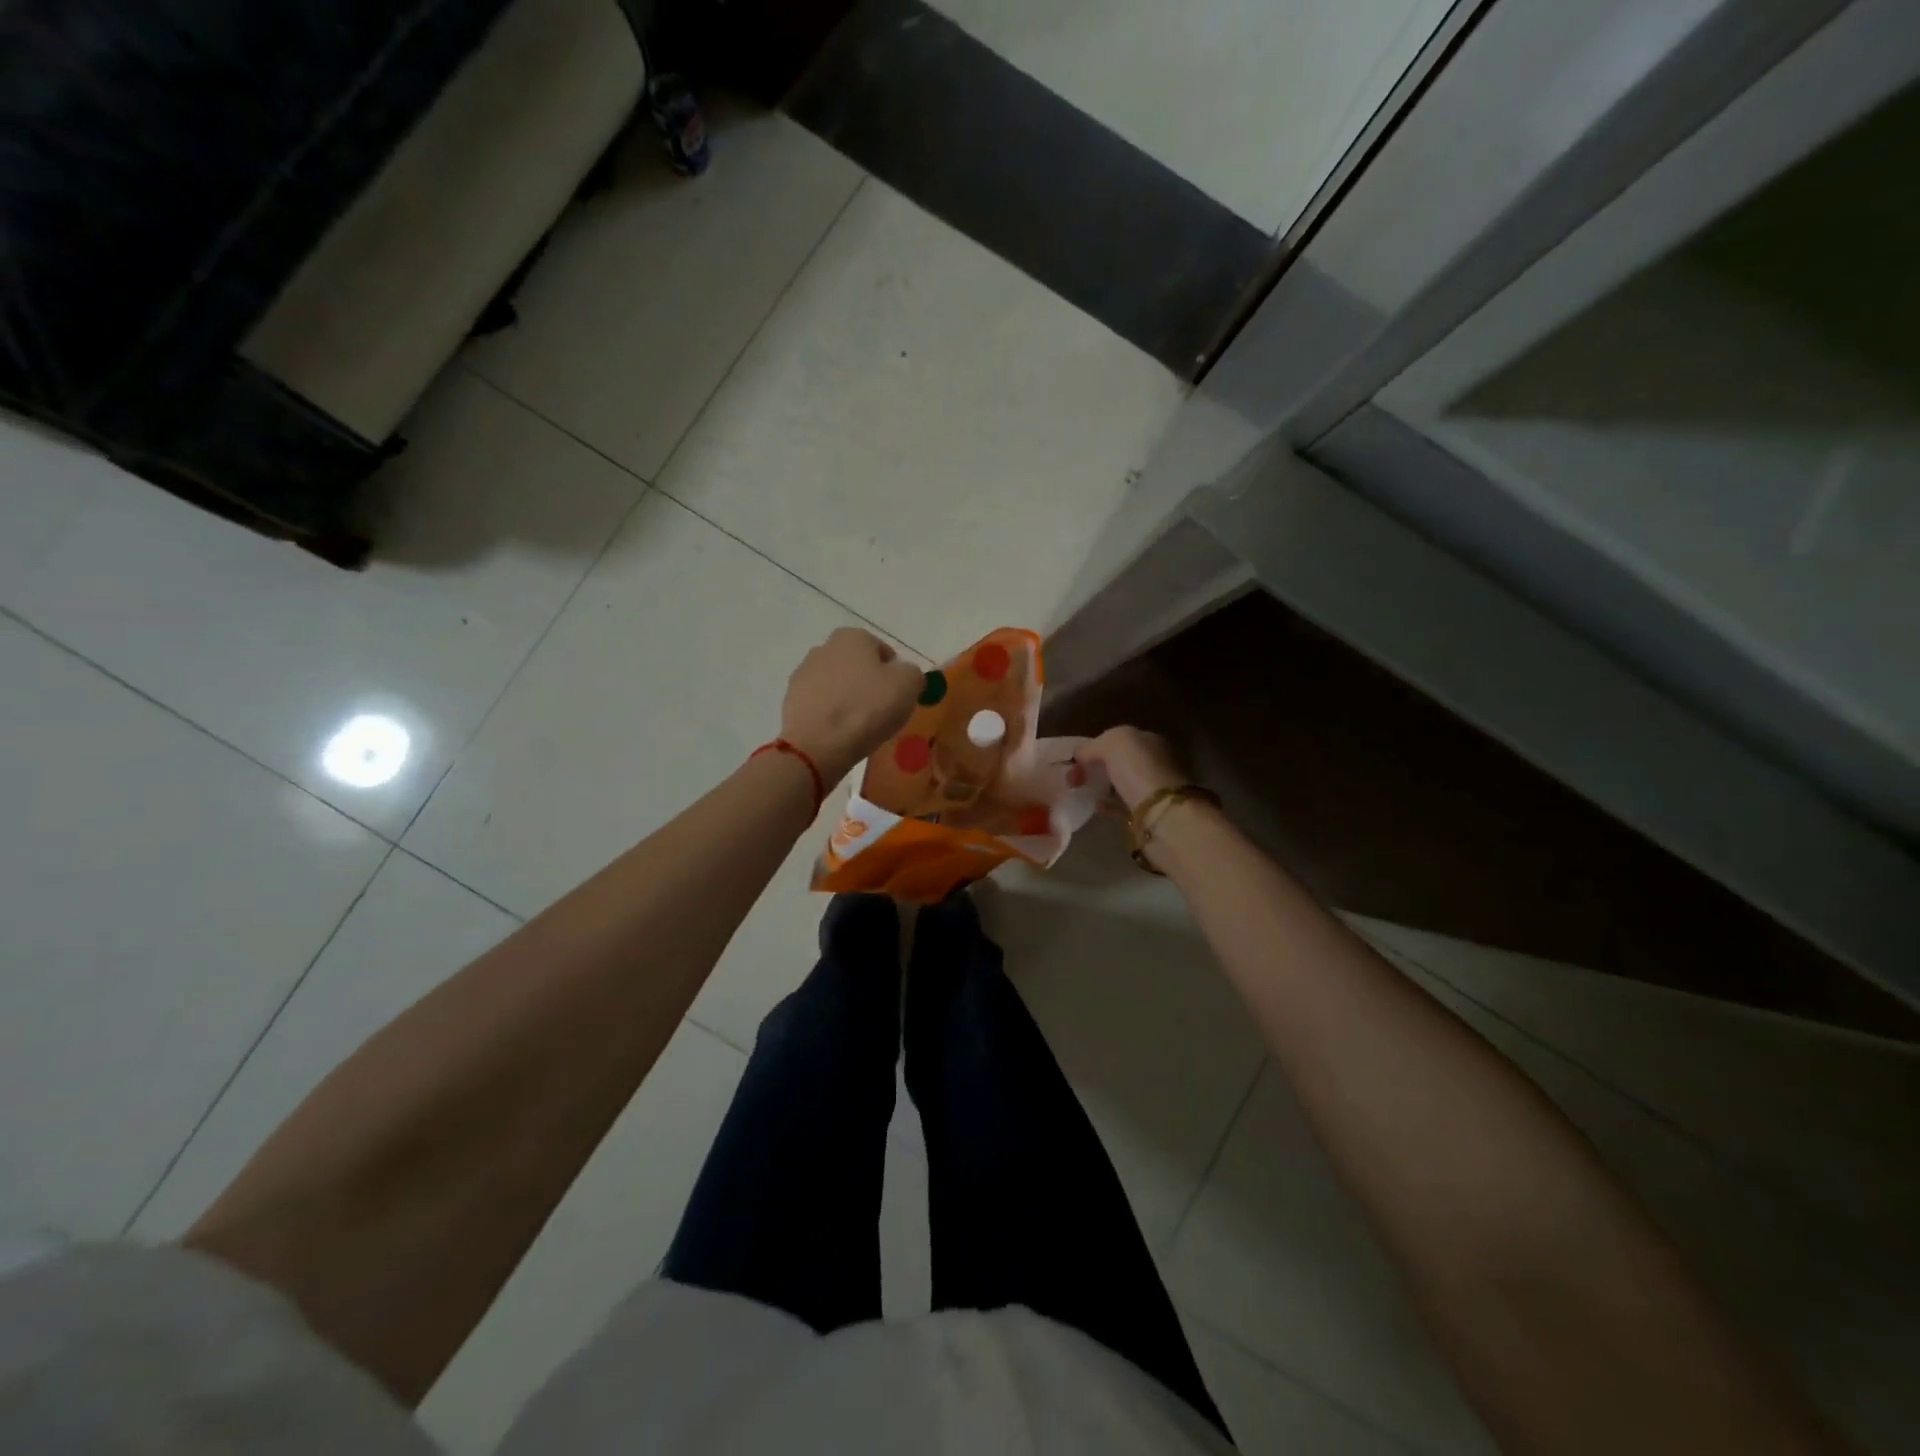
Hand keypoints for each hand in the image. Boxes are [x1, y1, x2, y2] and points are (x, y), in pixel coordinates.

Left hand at [781, 628, 924, 785]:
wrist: (818, 745)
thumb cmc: (867, 708)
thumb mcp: (909, 685)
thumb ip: (912, 673)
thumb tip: (904, 675)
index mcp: (852, 637)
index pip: (883, 651)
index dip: (895, 674)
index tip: (898, 697)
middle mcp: (824, 648)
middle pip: (857, 666)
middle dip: (868, 684)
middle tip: (881, 711)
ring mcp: (803, 674)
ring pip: (837, 685)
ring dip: (848, 699)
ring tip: (860, 726)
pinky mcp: (791, 700)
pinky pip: (821, 704)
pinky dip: (831, 715)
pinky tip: (839, 733)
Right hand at [1075, 726, 1188, 812]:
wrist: (1163, 814)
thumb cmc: (1139, 770)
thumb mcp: (1112, 743)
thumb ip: (1093, 746)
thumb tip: (1079, 755)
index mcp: (1150, 740)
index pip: (1118, 739)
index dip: (1095, 747)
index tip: (1076, 759)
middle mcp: (1154, 762)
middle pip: (1119, 762)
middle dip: (1096, 767)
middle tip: (1074, 778)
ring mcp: (1153, 789)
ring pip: (1121, 784)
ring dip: (1102, 787)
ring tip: (1081, 791)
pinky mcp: (1147, 814)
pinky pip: (1122, 806)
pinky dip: (1108, 805)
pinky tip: (1096, 806)